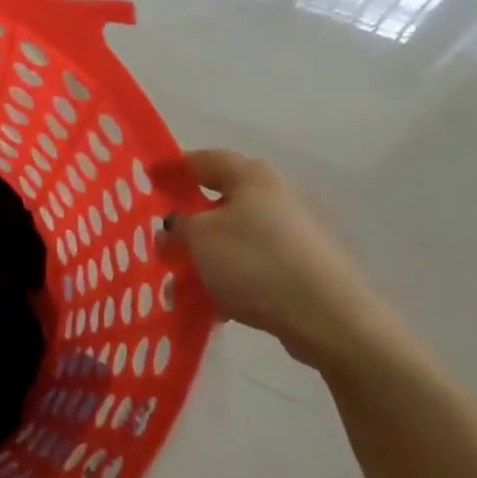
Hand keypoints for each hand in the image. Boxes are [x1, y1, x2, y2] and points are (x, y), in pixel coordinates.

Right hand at [156, 151, 402, 371]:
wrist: (329, 318)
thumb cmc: (255, 262)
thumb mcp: (198, 237)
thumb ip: (177, 224)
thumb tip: (174, 223)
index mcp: (251, 177)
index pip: (202, 159)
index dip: (172, 168)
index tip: (147, 181)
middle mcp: (275, 197)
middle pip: (218, 202)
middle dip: (187, 222)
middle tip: (160, 239)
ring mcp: (292, 234)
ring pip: (233, 239)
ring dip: (205, 257)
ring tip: (179, 283)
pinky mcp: (302, 269)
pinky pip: (252, 268)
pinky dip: (229, 281)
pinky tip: (212, 306)